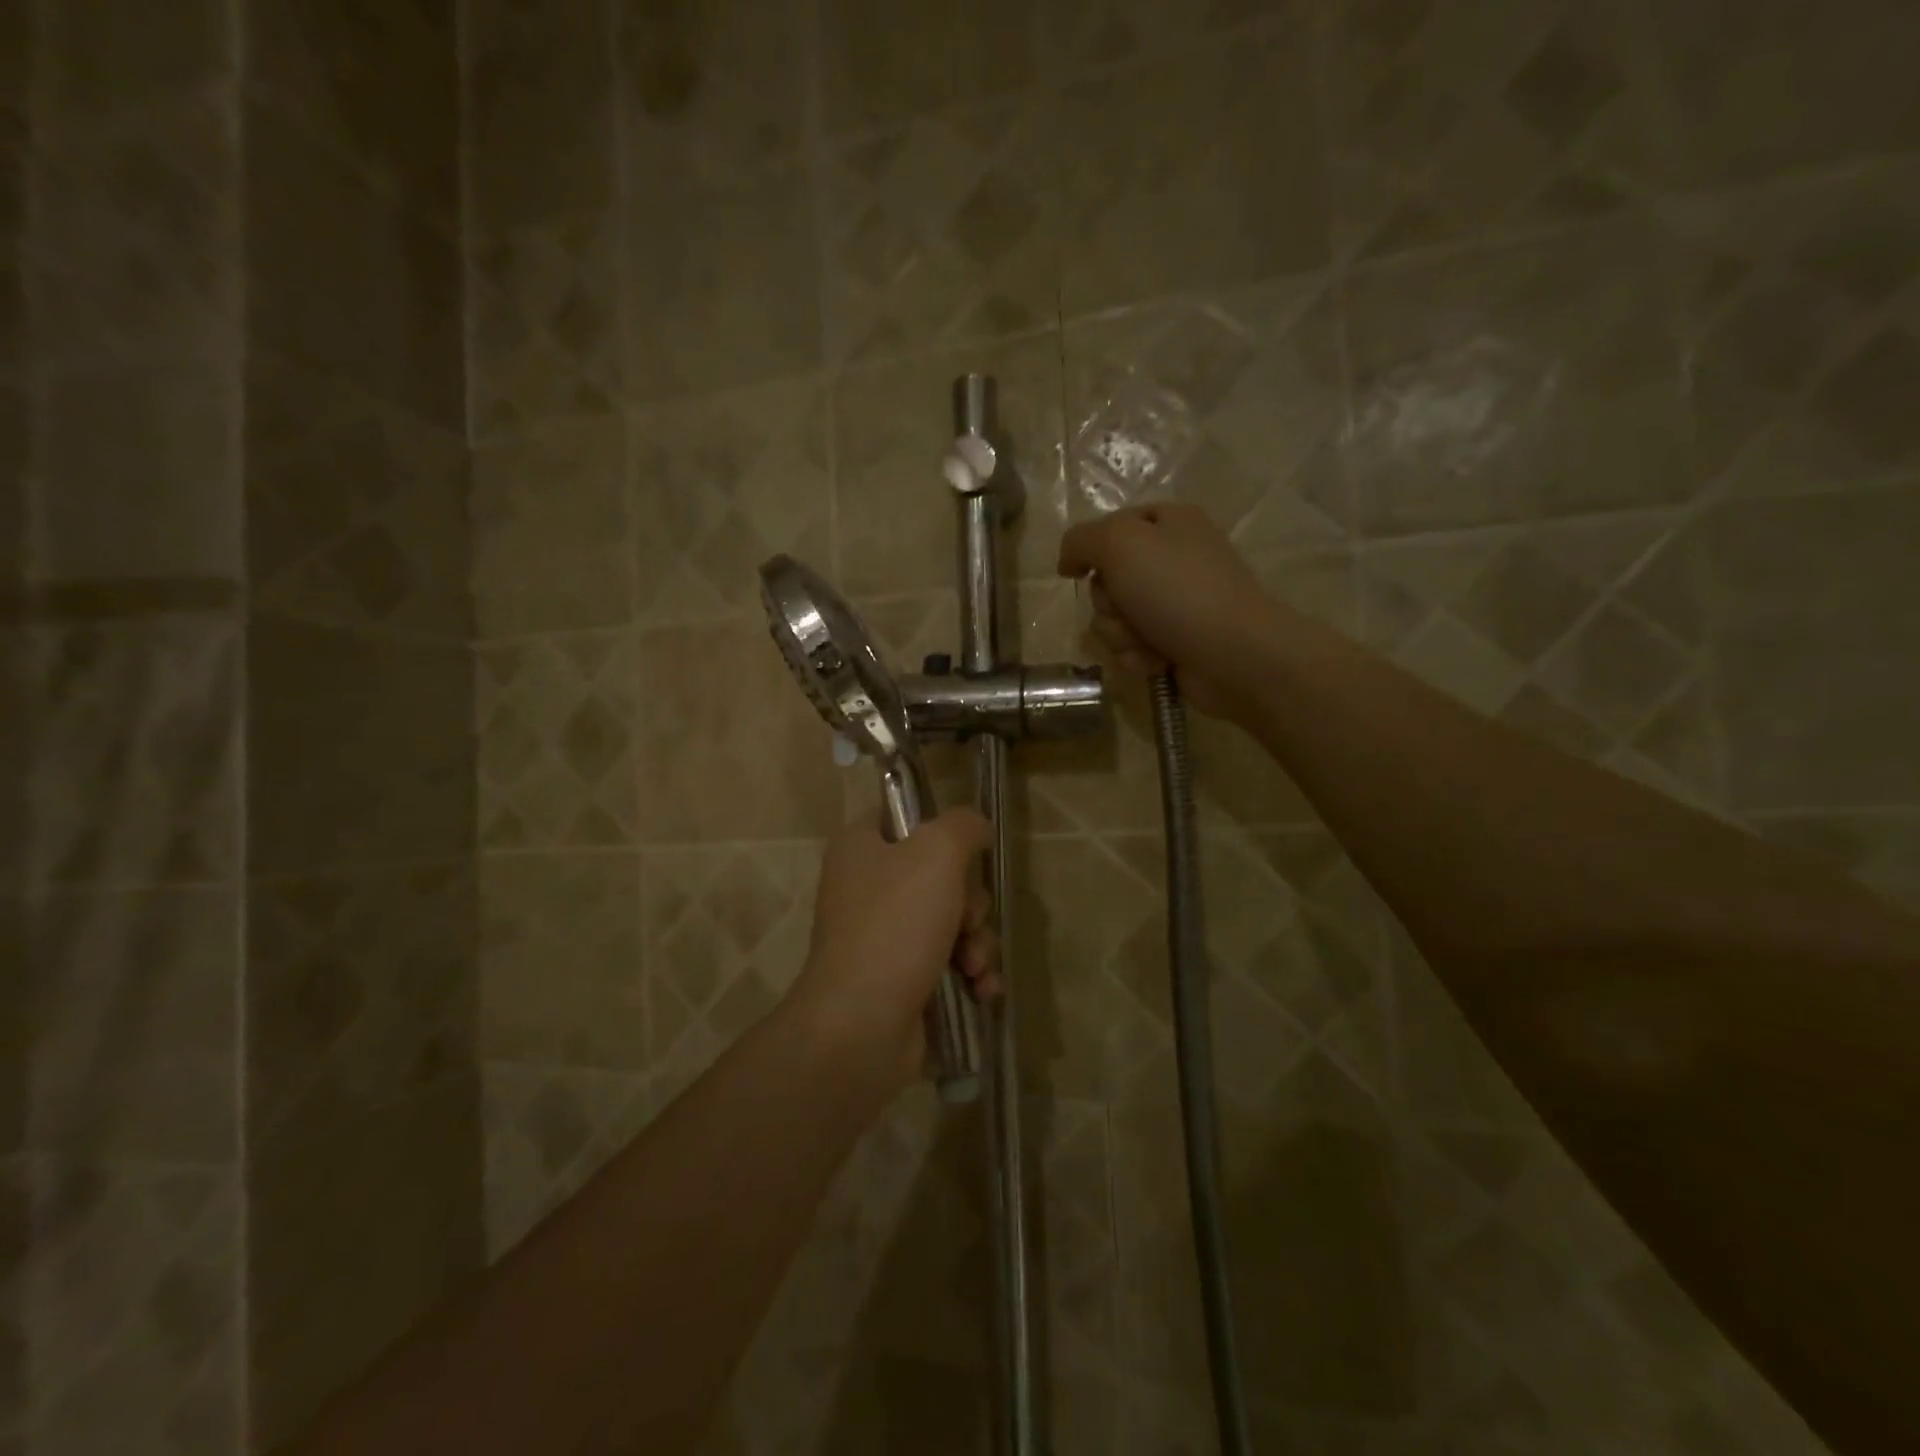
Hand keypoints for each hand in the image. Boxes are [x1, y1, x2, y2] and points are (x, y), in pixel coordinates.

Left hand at [790, 808, 1000, 1093]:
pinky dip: (972, 976)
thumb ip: (963, 826)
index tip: (965, 852)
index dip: (941, 831)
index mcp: (860, 848)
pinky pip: (952, 964)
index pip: (905, 818)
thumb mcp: (936, 853)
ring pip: (954, 922)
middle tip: (966, 921)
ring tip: (974, 967)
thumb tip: (978, 827)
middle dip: (971, 903)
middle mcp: (867, 888)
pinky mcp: (903, 981)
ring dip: (978, 943)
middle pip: (942, 876)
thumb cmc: (894, 925)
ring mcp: (884, 938)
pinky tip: (980, 991)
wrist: (861, 1026)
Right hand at [1056, 502, 1278, 719]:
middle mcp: (1173, 559)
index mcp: (1169, 522)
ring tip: (1145, 640)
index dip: (1088, 550)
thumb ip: (1080, 540)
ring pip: (1114, 618)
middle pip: (1107, 578)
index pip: (1109, 527)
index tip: (1075, 572)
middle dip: (1108, 601)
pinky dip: (1136, 656)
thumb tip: (1068, 561)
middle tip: (1127, 608)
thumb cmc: (1177, 589)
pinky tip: (1155, 661)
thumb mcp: (1120, 543)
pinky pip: (1131, 647)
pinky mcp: (1174, 642)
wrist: (1233, 654)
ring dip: (1119, 634)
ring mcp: (1175, 604)